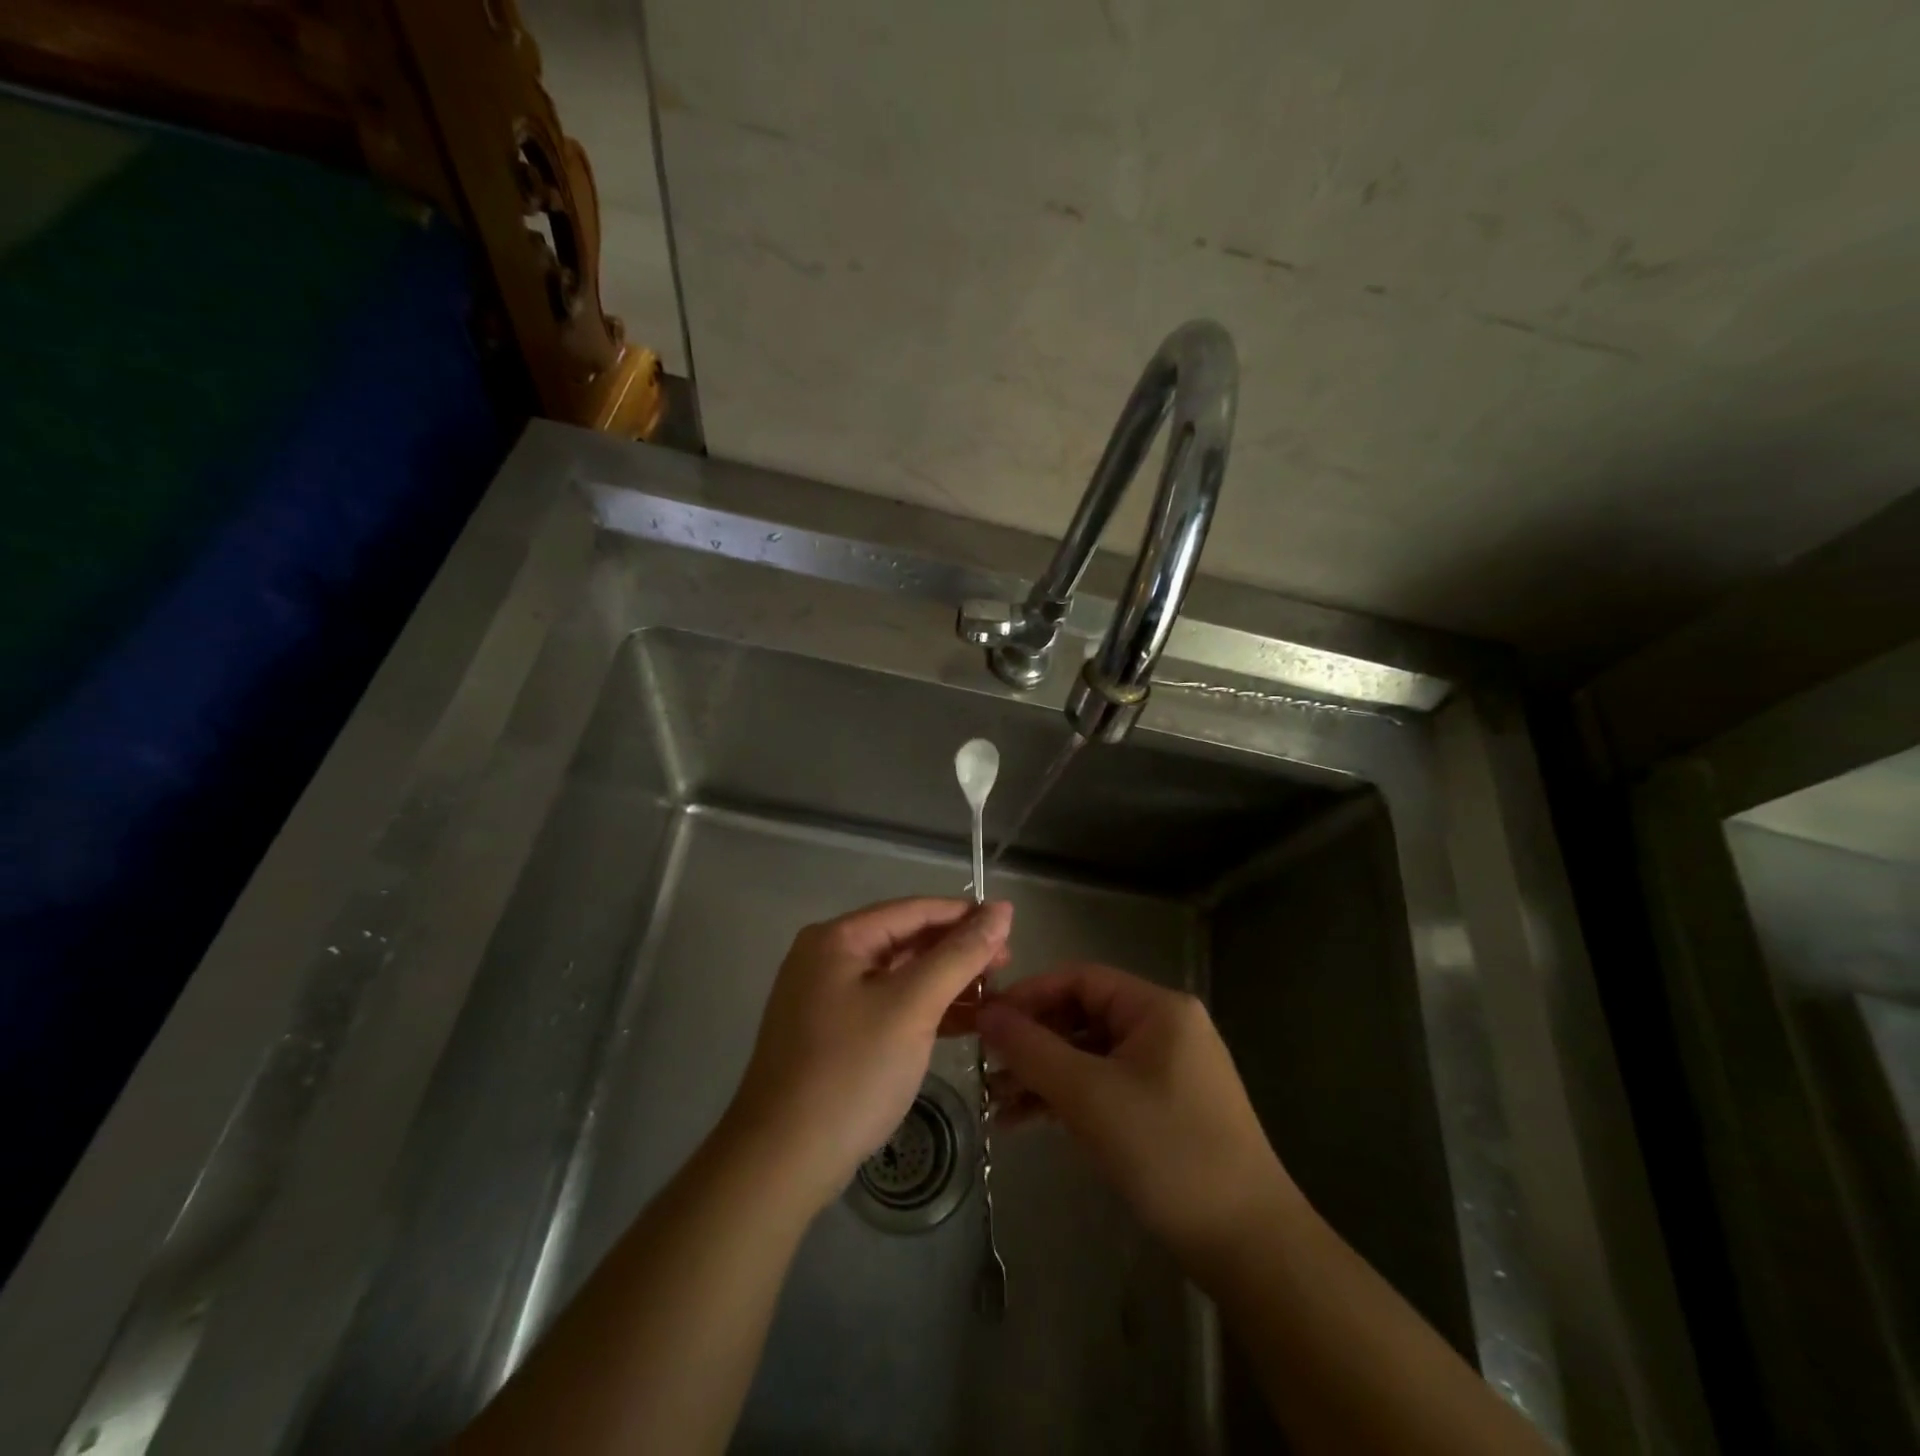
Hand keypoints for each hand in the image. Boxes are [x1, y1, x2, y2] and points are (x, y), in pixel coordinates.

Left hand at [726, 897, 1012, 1213]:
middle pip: (906, 940)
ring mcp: (827, 998)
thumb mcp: (912, 1006)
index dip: (965, 915)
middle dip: (958, 951)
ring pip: (900, 976)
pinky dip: (925, 1011)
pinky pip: (888, 1006)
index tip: (1012, 925)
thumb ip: (960, 955)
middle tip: (1007, 966)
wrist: (781, 1162)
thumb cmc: (851, 1071)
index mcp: (838, 938)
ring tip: (994, 995)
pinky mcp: (834, 1034)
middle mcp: (828, 957)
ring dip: (946, 983)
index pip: (914, 910)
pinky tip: (963, 1023)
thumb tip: (1002, 909)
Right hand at [977, 962, 1299, 1276]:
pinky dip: (1068, 1099)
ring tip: (996, 1103)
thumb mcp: (1089, 1095)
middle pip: (1083, 1016)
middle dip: (1033, 1041)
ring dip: (1044, 1075)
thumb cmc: (1167, 1151)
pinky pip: (1105, 1086)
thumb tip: (985, 1012)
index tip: (985, 1020)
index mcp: (1157, 1008)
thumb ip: (1032, 1049)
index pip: (1080, 979)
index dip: (1029, 995)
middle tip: (987, 1067)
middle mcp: (1165, 1027)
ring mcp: (1167, 1069)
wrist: (1249, 1246)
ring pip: (1090, 1055)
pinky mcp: (1164, 1108)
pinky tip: (1026, 1122)